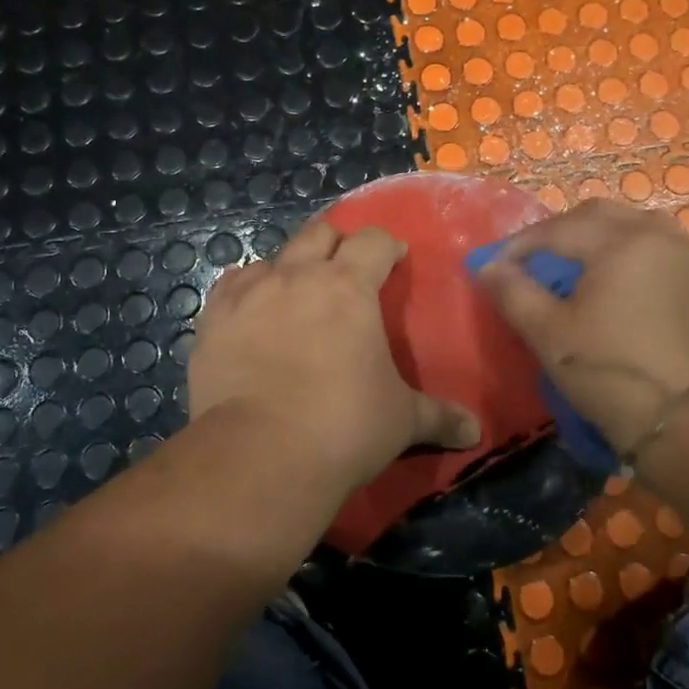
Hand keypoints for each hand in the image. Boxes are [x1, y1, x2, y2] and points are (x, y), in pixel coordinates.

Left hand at [188, 219, 481, 488]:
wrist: (261, 455)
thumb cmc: (344, 427)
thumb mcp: (402, 421)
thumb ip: (440, 417)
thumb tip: (476, 431)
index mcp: (349, 287)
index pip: (373, 240)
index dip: (386, 245)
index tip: (394, 258)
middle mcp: (298, 276)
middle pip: (319, 233)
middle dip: (337, 243)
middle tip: (346, 268)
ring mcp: (249, 294)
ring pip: (271, 257)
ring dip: (289, 268)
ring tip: (295, 295)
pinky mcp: (213, 320)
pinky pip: (230, 286)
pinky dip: (246, 291)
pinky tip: (251, 313)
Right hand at [474, 198, 688, 453]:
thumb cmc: (613, 374)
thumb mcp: (550, 336)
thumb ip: (514, 293)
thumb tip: (488, 266)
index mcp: (619, 243)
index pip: (556, 229)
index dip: (520, 245)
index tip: (495, 266)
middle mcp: (659, 237)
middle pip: (600, 215)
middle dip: (562, 231)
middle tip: (536, 259)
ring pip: (639, 227)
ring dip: (604, 237)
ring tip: (583, 267)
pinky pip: (667, 253)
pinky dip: (637, 257)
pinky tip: (627, 289)